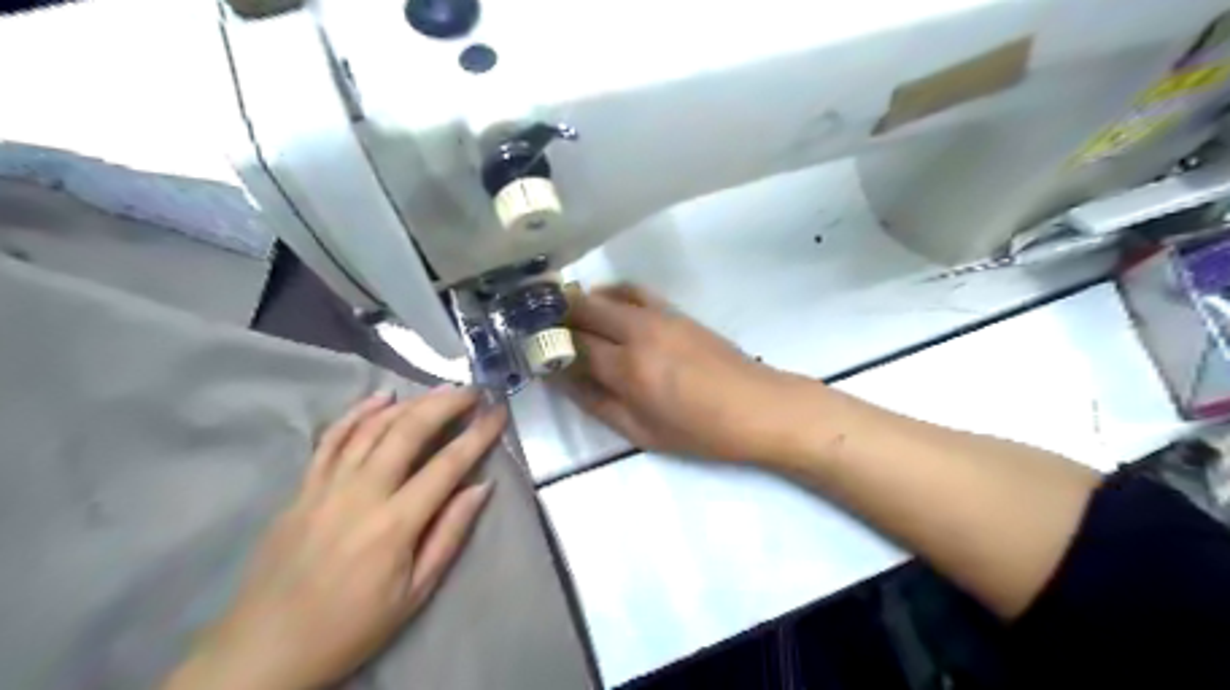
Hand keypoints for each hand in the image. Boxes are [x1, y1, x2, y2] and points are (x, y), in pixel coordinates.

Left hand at [166, 391, 510, 688]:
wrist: (264, 650)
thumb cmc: (351, 627)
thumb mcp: (415, 593)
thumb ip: (449, 534)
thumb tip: (481, 486)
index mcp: (394, 524)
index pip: (447, 465)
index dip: (478, 434)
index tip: (499, 412)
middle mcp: (361, 494)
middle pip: (408, 431)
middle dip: (446, 404)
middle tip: (472, 390)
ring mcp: (326, 486)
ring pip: (371, 427)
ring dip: (410, 402)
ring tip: (439, 389)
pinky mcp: (302, 488)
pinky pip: (331, 439)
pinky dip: (358, 413)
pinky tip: (380, 398)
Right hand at [561, 284, 807, 465]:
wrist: (758, 407)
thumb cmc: (699, 432)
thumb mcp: (641, 432)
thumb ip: (596, 403)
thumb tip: (560, 379)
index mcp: (627, 368)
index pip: (572, 345)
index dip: (546, 345)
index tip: (530, 348)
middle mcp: (637, 332)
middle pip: (583, 309)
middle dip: (556, 316)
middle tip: (540, 328)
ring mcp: (658, 316)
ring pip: (606, 294)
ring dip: (580, 300)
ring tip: (566, 316)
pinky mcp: (675, 311)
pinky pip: (634, 290)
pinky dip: (612, 292)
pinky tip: (606, 304)